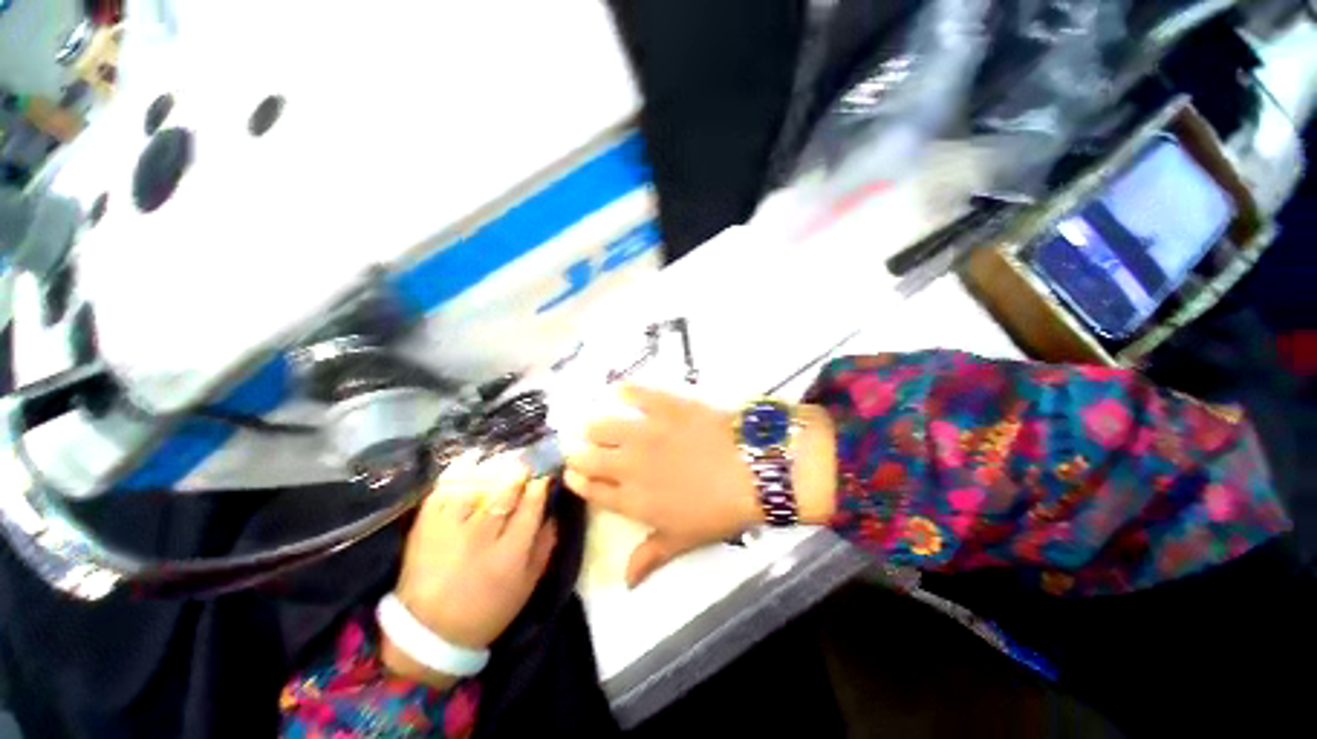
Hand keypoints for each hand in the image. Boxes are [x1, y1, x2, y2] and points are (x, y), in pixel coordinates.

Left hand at [383, 453, 556, 686]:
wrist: (428, 633)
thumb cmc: (487, 610)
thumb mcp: (527, 585)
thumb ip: (545, 546)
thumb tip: (554, 511)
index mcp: (509, 555)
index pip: (531, 507)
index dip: (540, 485)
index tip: (545, 473)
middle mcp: (480, 538)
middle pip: (504, 492)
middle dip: (518, 471)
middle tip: (525, 460)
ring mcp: (449, 530)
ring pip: (475, 486)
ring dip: (492, 466)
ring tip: (502, 456)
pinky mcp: (425, 526)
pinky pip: (443, 490)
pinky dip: (458, 471)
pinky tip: (471, 460)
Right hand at [563, 385, 762, 586]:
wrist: (751, 471)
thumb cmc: (718, 511)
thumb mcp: (684, 539)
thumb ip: (651, 556)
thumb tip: (627, 582)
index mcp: (633, 500)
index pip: (592, 491)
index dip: (577, 481)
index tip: (571, 473)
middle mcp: (629, 465)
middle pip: (589, 458)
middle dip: (578, 453)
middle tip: (581, 447)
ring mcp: (645, 433)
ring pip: (603, 426)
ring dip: (594, 427)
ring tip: (595, 424)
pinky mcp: (665, 407)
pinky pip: (637, 395)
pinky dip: (626, 392)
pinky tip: (621, 391)